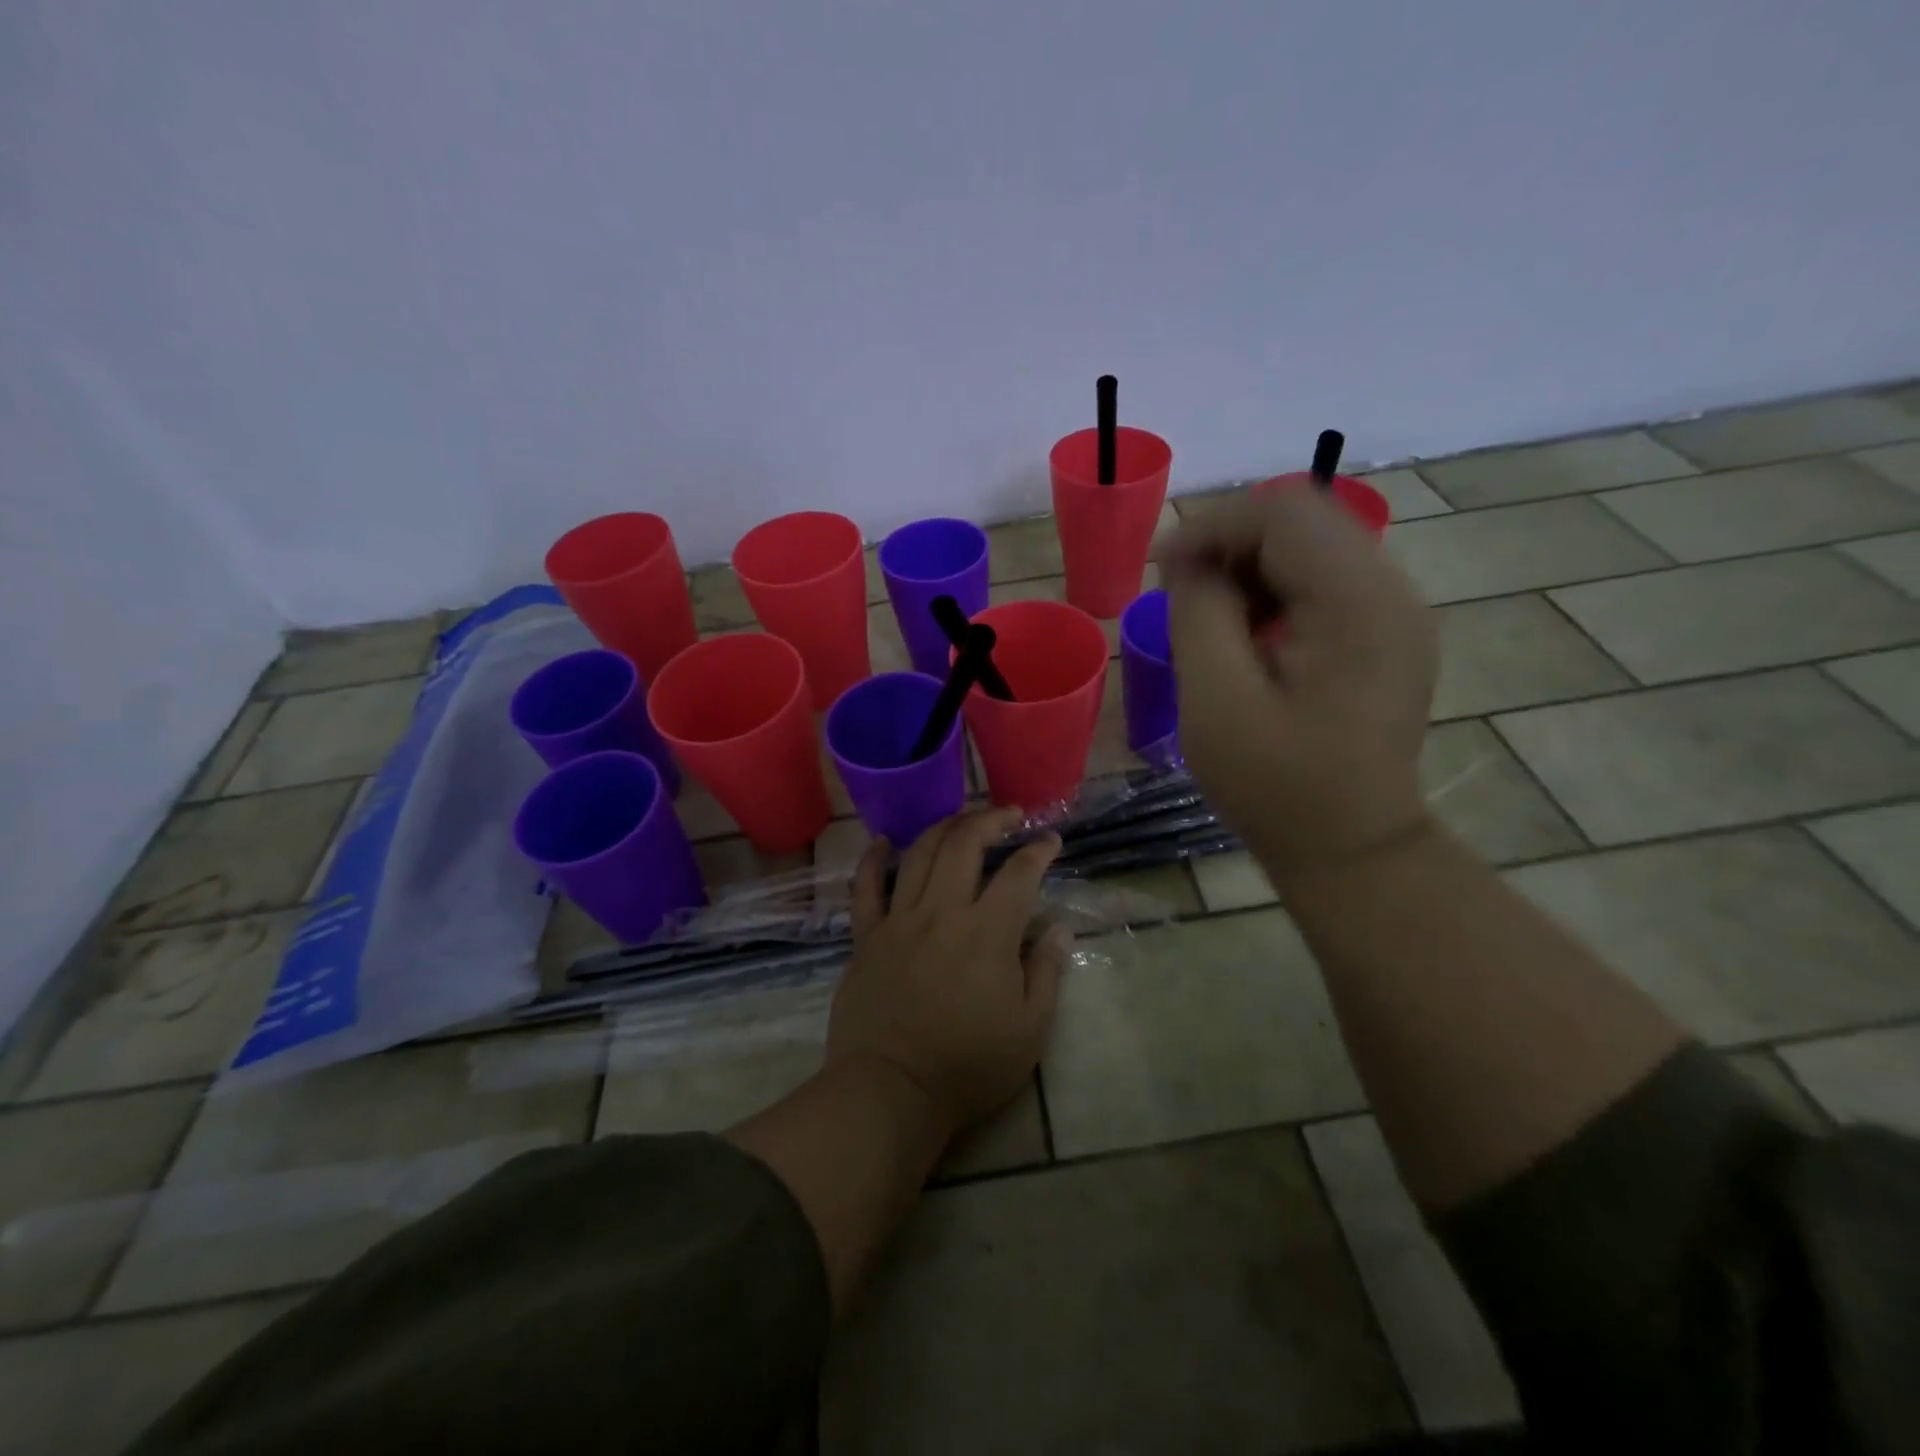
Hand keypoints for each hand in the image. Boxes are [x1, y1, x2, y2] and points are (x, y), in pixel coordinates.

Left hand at [827, 808, 1071, 1145]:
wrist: (891, 1090)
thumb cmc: (968, 1066)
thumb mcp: (1029, 1030)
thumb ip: (1046, 972)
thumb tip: (1056, 928)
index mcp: (987, 933)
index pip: (1018, 874)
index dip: (1038, 850)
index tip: (1051, 840)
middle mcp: (942, 912)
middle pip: (964, 845)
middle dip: (990, 820)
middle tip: (1009, 814)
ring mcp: (898, 921)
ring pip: (918, 854)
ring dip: (943, 827)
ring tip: (961, 819)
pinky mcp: (866, 937)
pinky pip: (865, 888)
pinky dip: (873, 860)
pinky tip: (882, 842)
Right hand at [1158, 483, 1436, 882]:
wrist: (1351, 848)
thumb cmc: (1276, 785)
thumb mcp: (1216, 702)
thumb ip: (1198, 615)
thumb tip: (1190, 564)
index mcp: (1356, 603)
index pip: (1282, 511)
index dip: (1211, 527)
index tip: (1160, 571)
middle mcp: (1392, 591)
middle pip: (1303, 518)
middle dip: (1229, 542)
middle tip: (1180, 592)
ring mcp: (1397, 611)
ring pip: (1314, 544)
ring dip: (1251, 565)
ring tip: (1209, 616)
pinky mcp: (1389, 634)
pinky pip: (1326, 580)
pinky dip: (1276, 589)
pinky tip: (1248, 633)